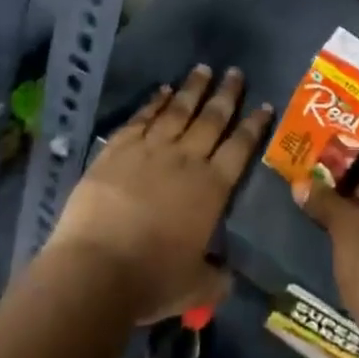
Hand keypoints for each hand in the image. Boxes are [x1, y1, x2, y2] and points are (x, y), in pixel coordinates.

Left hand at [47, 65, 271, 322]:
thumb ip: (215, 279)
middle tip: (235, 72)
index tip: (263, 104)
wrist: (95, 269)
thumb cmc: (151, 281)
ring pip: (178, 110)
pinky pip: (142, 118)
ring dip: (192, 89)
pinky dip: (154, 102)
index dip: (253, 125)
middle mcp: (186, 159)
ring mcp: (151, 149)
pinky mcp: (118, 148)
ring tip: (203, 69)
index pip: (240, 148)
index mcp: (211, 188)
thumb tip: (228, 277)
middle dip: (226, 94)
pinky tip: (162, 90)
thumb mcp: (194, 288)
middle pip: (212, 119)